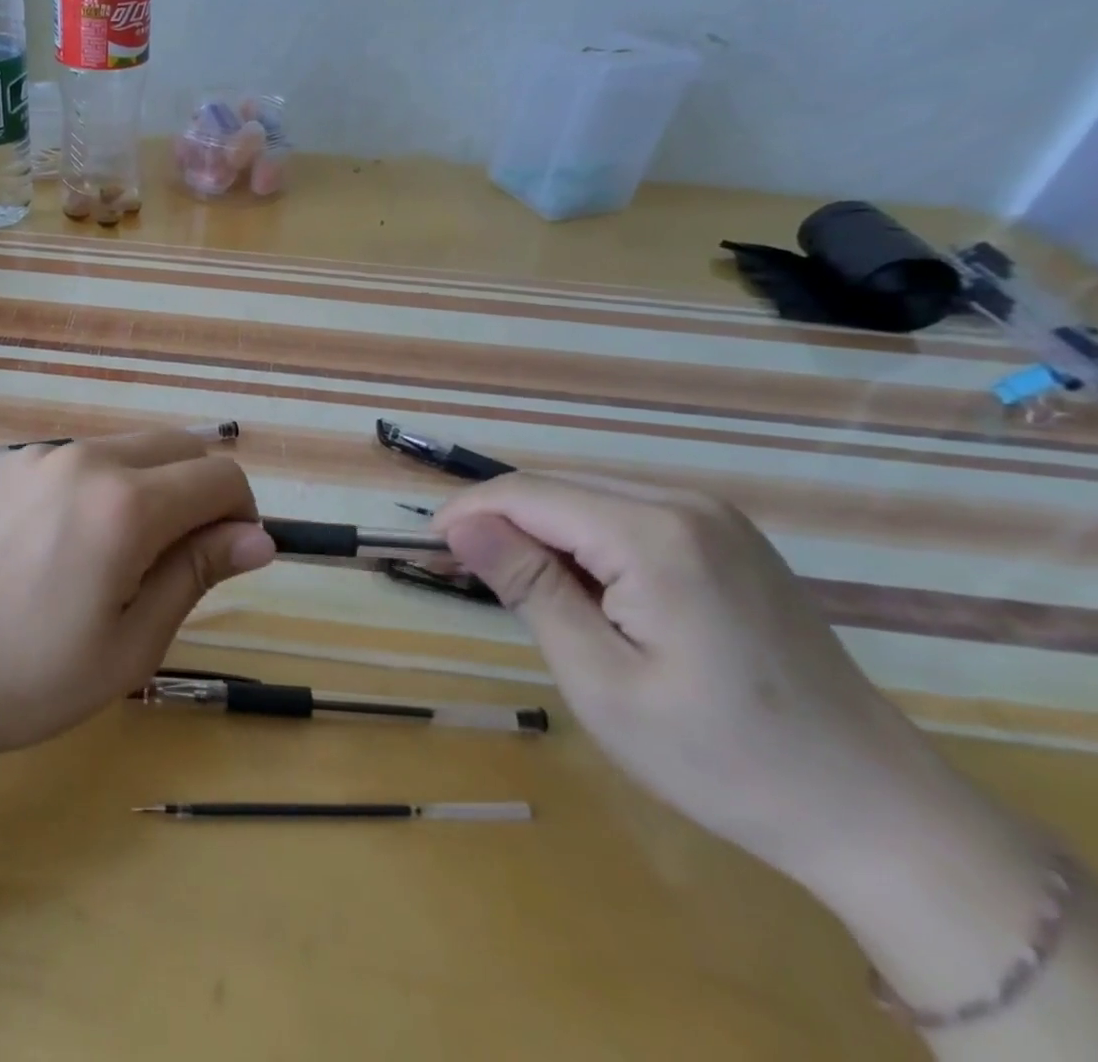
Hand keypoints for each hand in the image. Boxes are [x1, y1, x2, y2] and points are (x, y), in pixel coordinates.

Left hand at [0, 432, 273, 766]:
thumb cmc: (26, 677)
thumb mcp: (129, 644)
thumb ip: (197, 574)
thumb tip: (261, 539)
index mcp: (125, 504)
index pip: (220, 476)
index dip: (241, 515)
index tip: (226, 560)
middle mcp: (84, 459)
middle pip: (178, 446)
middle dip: (200, 492)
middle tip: (176, 561)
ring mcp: (34, 456)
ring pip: (123, 450)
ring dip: (146, 488)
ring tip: (109, 560)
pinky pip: (70, 462)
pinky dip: (92, 488)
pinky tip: (52, 547)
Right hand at [430, 473, 974, 891]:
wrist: (874, 810)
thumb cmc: (720, 757)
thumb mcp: (600, 678)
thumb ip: (528, 586)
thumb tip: (460, 523)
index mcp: (654, 535)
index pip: (529, 493)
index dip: (468, 512)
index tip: (425, 547)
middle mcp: (686, 504)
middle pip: (559, 488)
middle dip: (500, 520)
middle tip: (457, 570)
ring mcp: (715, 518)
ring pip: (590, 498)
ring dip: (540, 531)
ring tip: (512, 585)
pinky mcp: (728, 539)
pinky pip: (628, 516)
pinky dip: (584, 541)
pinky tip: (579, 587)